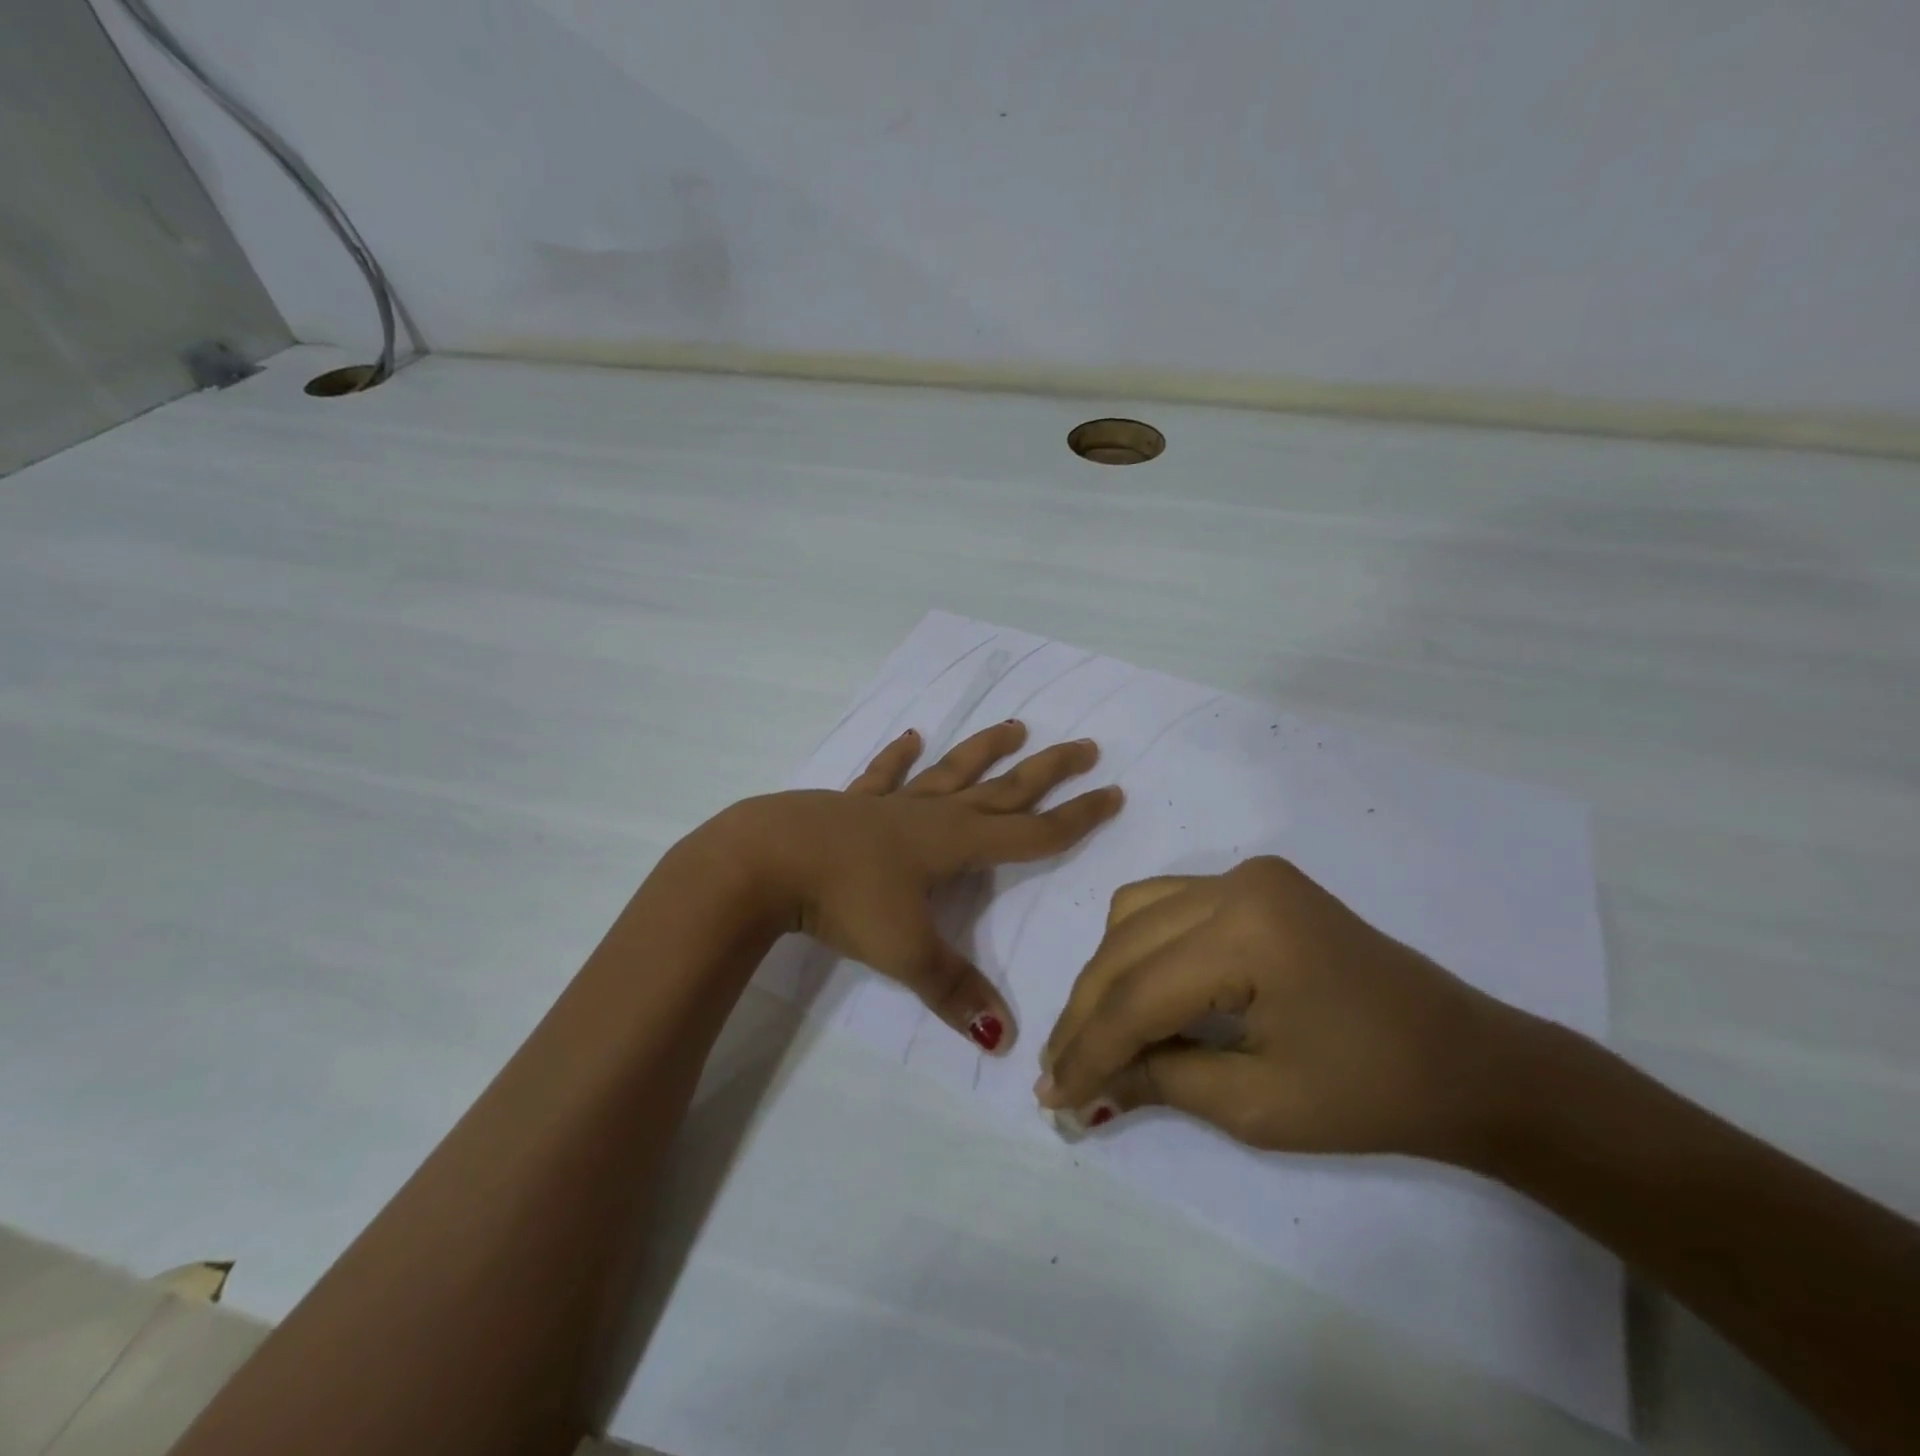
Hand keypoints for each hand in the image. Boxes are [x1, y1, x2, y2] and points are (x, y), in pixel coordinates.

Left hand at [737, 720, 1122, 1052]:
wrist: (769, 858)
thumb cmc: (845, 900)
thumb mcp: (905, 952)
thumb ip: (955, 991)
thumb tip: (1007, 1040)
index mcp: (957, 844)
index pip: (1033, 832)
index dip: (1076, 818)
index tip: (1113, 793)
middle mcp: (933, 815)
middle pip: (1004, 788)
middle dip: (1048, 771)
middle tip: (1086, 746)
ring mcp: (892, 804)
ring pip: (951, 771)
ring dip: (985, 749)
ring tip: (1014, 726)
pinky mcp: (853, 803)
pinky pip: (884, 775)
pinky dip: (898, 757)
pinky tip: (911, 736)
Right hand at [1035, 857, 1523, 1158]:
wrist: (1469, 1061)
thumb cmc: (1373, 1095)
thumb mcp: (1256, 1105)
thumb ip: (1159, 1081)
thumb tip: (1081, 1086)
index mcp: (1247, 933)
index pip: (1137, 995)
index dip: (1087, 1050)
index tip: (1051, 1097)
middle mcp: (1235, 883)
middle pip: (1124, 948)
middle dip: (1086, 1015)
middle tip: (1058, 1073)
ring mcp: (1245, 874)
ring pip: (1133, 913)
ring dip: (1106, 974)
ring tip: (1095, 1034)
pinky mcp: (1254, 882)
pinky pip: (1166, 903)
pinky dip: (1137, 946)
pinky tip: (1135, 988)